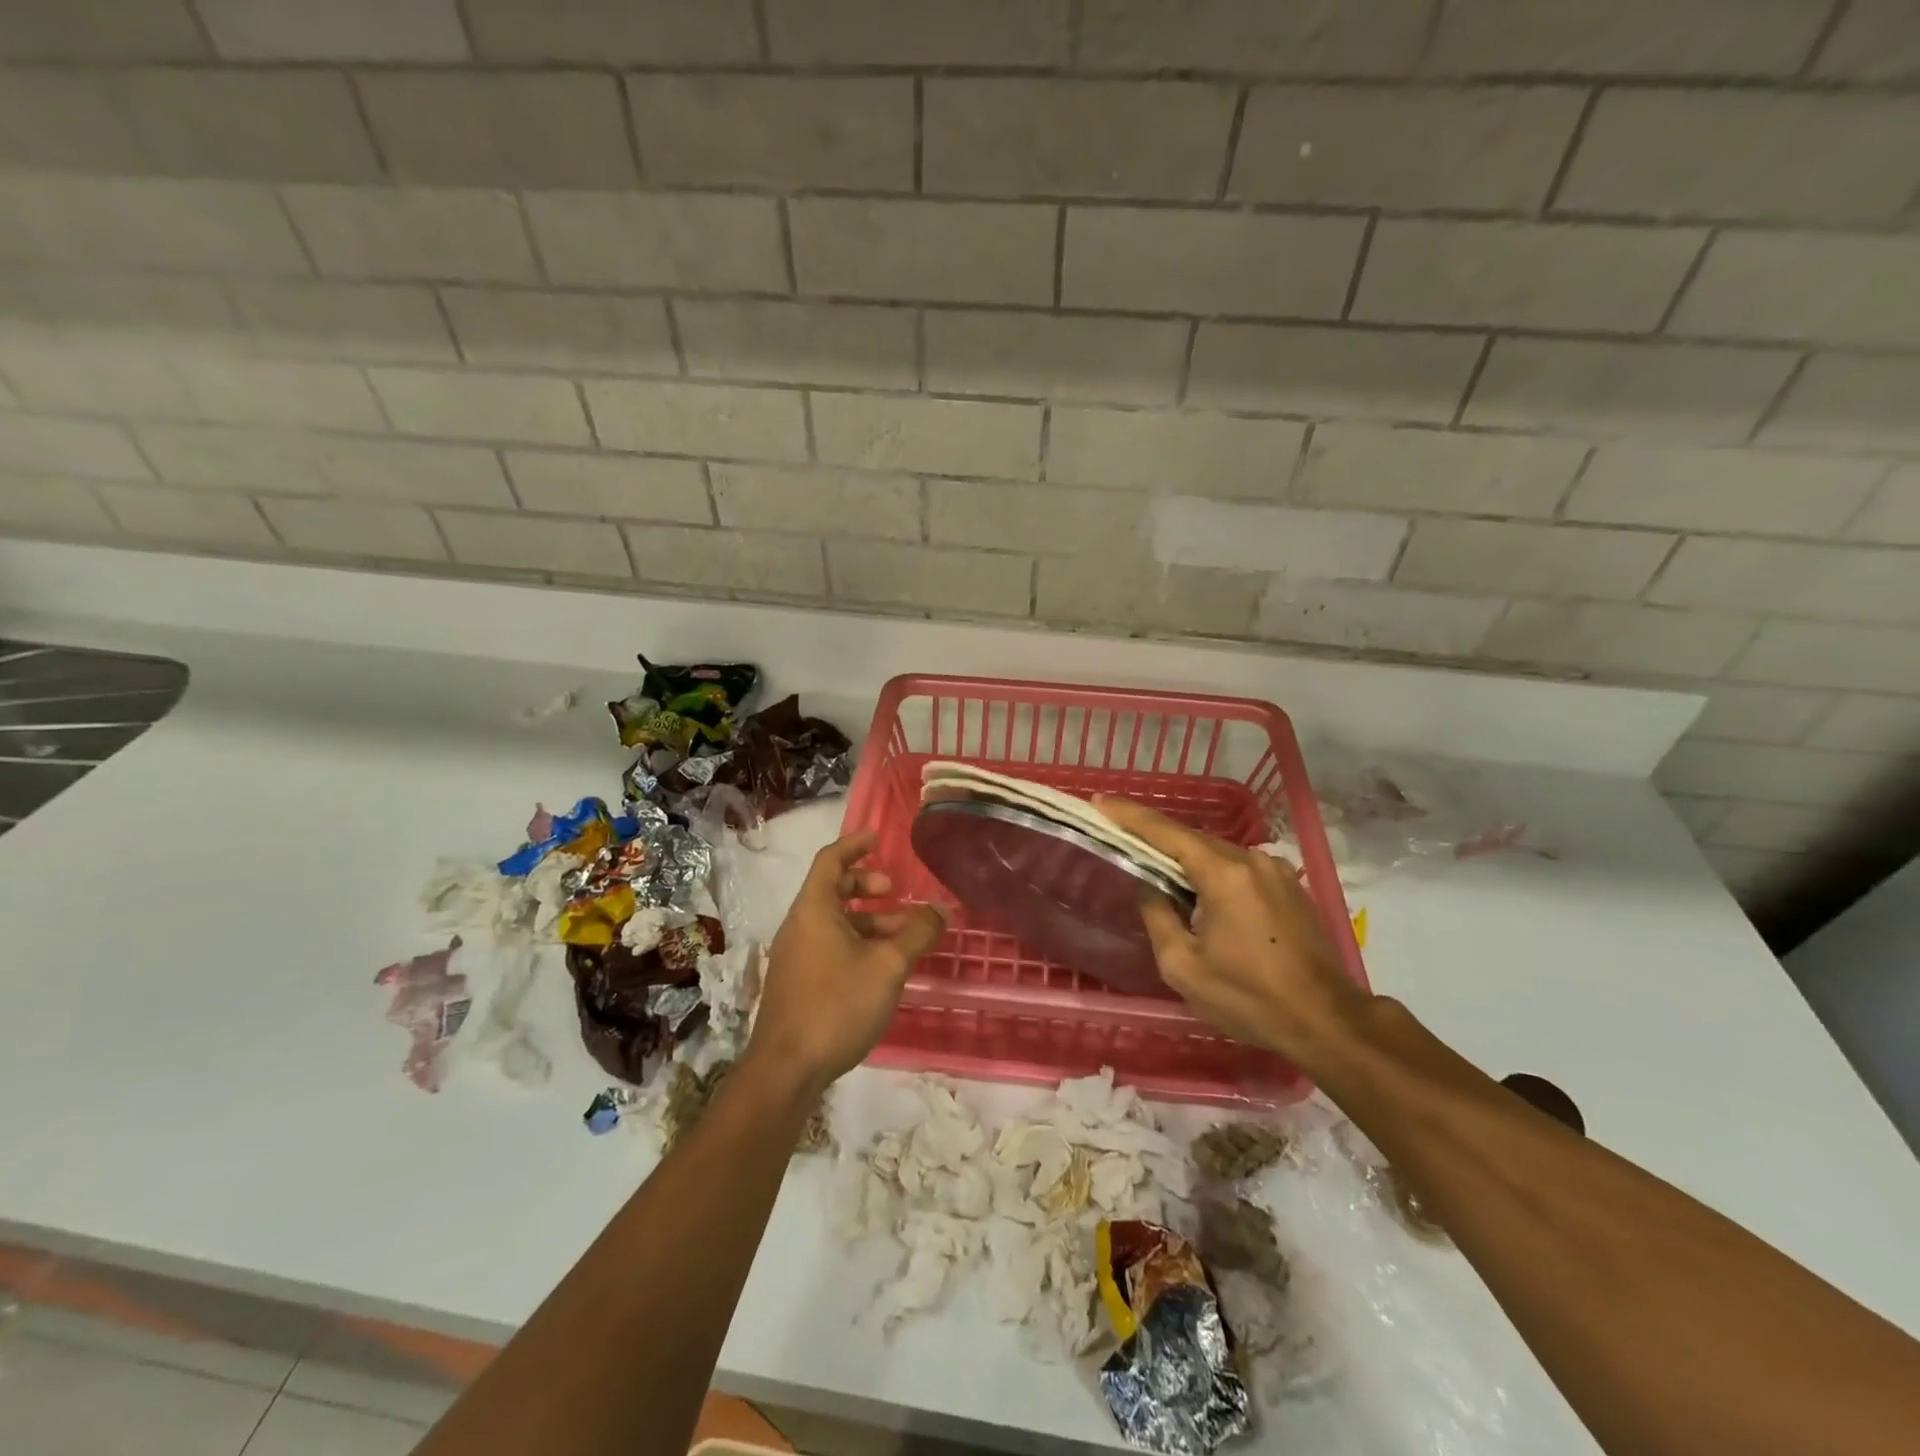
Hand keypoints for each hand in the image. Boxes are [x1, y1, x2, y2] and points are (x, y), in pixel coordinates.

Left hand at [749, 830, 944, 1095]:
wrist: (787, 1069)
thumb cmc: (837, 1004)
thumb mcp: (888, 965)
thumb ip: (917, 932)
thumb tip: (941, 909)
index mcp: (814, 909)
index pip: (830, 860)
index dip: (854, 845)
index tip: (878, 838)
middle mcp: (799, 925)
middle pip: (832, 889)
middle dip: (866, 885)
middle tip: (895, 892)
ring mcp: (795, 956)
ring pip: (834, 922)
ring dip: (868, 920)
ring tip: (902, 936)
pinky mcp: (797, 983)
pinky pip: (829, 946)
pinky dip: (856, 942)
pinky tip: (882, 967)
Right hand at [1095, 797, 1366, 1062]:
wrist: (1327, 1021)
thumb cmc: (1249, 997)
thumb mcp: (1183, 966)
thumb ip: (1158, 917)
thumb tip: (1150, 889)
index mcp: (1223, 874)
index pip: (1166, 833)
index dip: (1130, 815)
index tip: (1099, 800)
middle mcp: (1252, 860)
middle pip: (1192, 839)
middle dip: (1155, 836)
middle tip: (1119, 834)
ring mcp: (1277, 871)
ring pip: (1217, 854)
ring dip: (1185, 858)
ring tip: (1155, 867)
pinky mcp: (1290, 888)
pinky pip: (1239, 869)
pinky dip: (1212, 872)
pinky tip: (1200, 891)